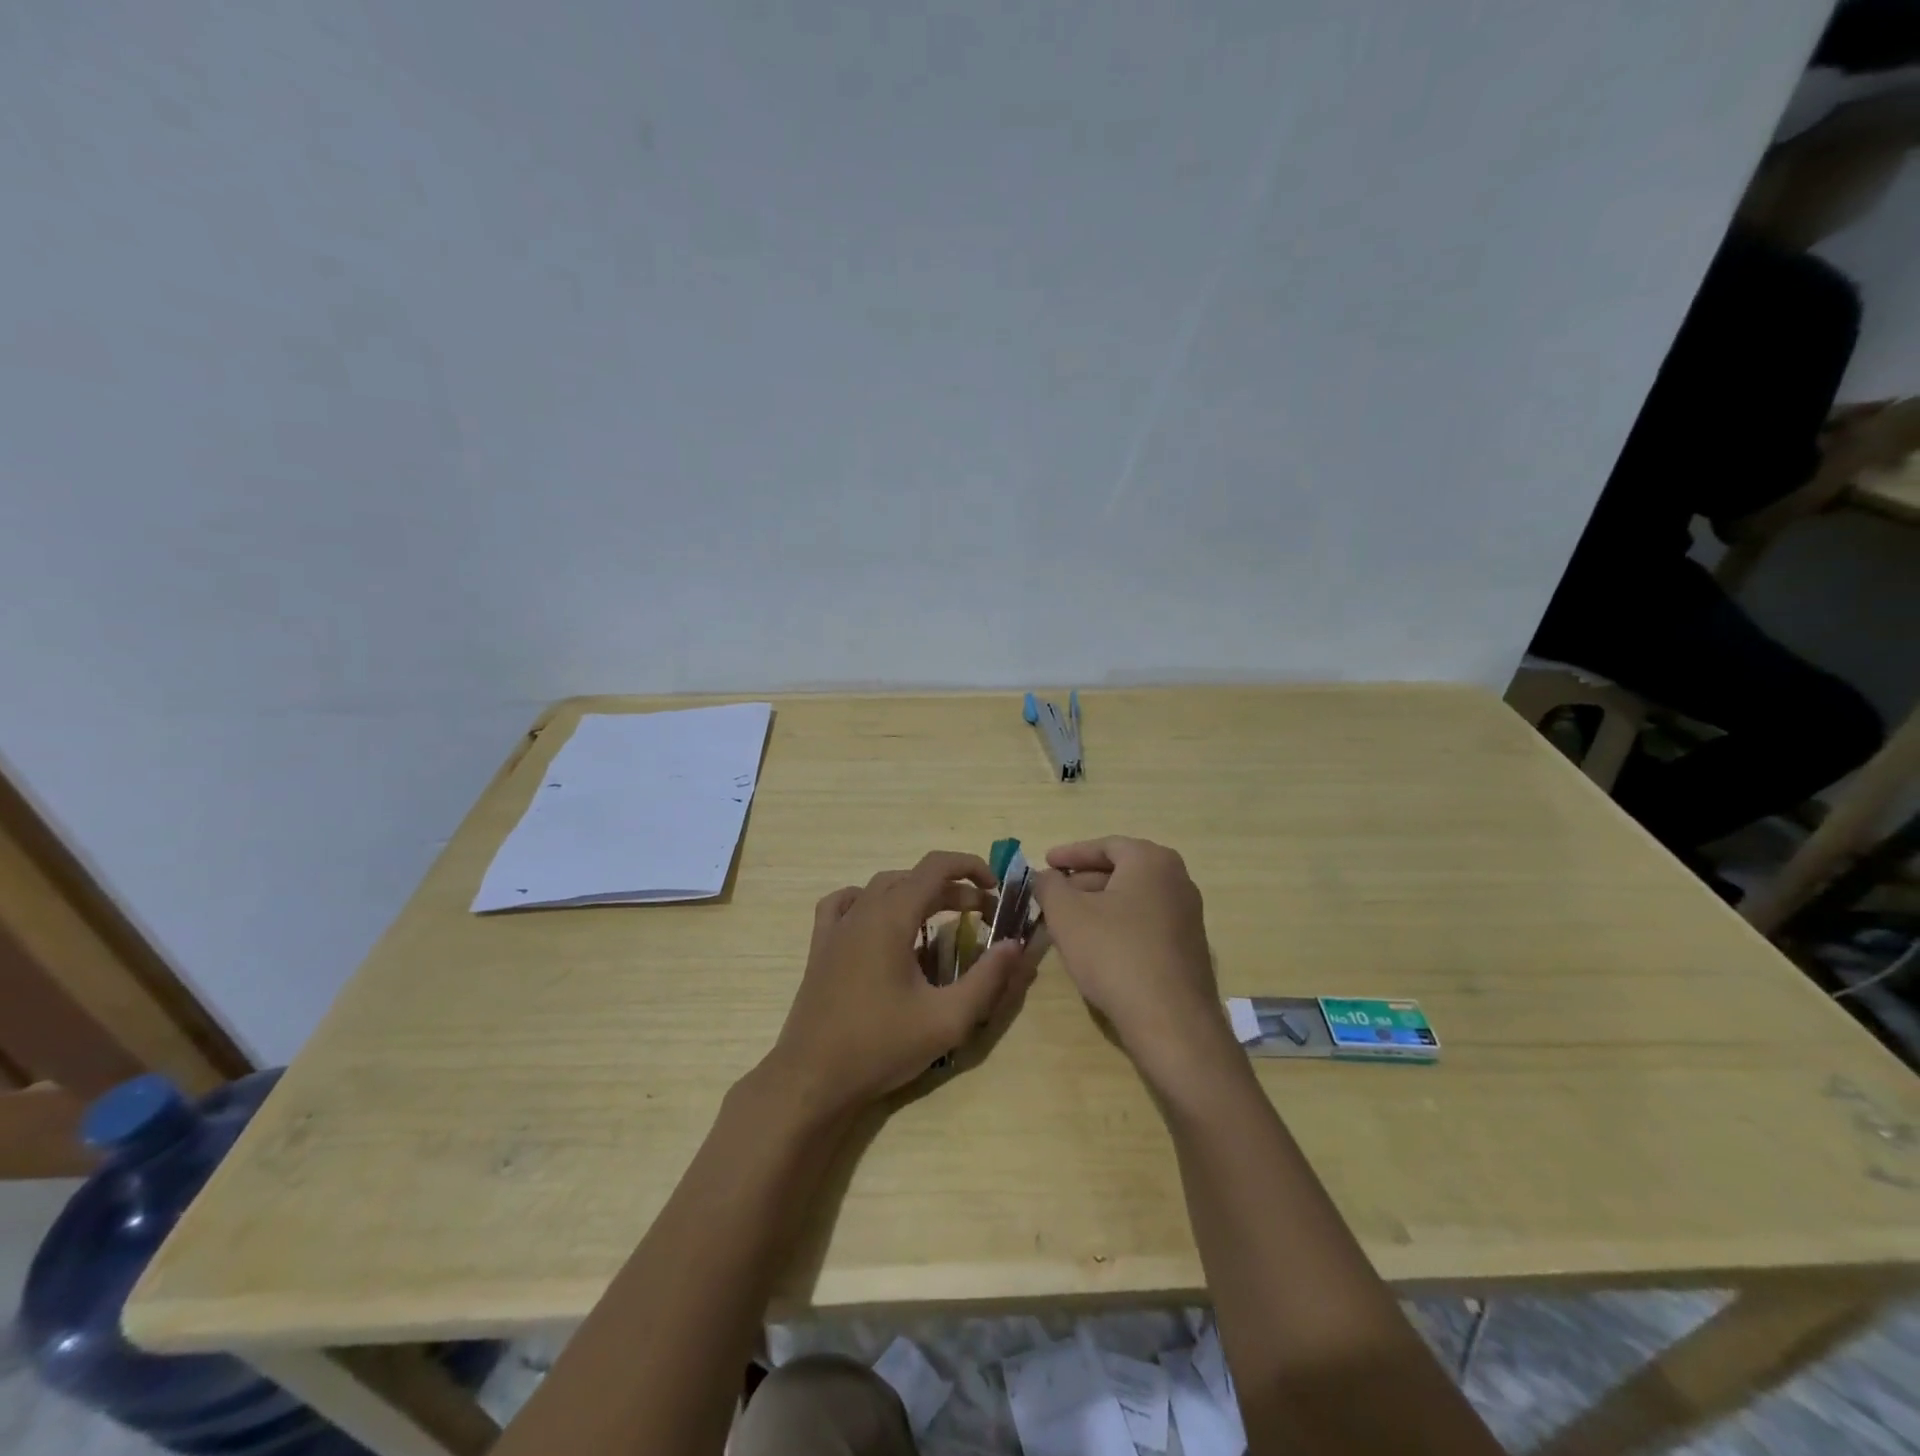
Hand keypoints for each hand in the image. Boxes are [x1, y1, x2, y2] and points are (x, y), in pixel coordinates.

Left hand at [767, 851, 1035, 1113]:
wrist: (813, 1078)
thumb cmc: (881, 1046)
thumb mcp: (947, 1019)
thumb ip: (987, 979)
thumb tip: (1014, 945)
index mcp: (892, 917)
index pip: (936, 867)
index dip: (970, 866)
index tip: (996, 888)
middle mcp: (862, 910)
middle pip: (913, 878)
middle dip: (952, 889)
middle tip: (981, 915)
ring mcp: (836, 927)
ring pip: (881, 888)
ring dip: (915, 894)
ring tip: (939, 919)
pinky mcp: (820, 946)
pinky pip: (845, 903)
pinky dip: (870, 901)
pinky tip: (879, 921)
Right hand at [1031, 837, 1234, 1086]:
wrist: (1171, 1022)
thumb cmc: (1114, 954)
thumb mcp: (1066, 915)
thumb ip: (1049, 886)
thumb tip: (1044, 876)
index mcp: (1152, 861)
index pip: (1105, 846)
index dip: (1070, 854)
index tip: (1045, 864)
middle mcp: (1177, 880)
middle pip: (1120, 871)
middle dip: (1082, 882)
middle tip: (1052, 895)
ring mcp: (1188, 915)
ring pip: (1132, 899)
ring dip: (1098, 906)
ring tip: (1066, 923)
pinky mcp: (1188, 947)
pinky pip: (1145, 923)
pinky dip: (1117, 925)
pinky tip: (1095, 948)